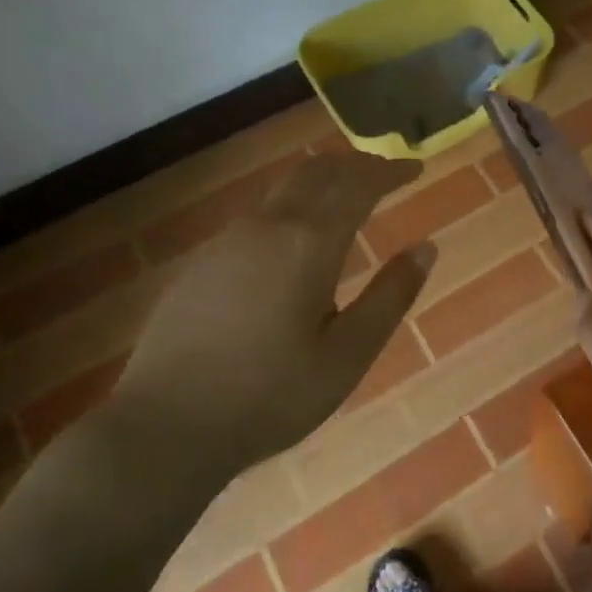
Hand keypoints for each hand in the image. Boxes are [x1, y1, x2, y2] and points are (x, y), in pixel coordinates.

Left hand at [106, 153, 435, 509]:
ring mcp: (229, 240)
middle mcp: (268, 226)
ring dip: (322, 181)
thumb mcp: (347, 355)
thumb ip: (390, 296)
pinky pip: (259, 213)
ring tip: (347, 197)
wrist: (165, 426)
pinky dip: (293, 204)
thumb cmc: (271, 396)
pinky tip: (296, 238)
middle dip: (356, 164)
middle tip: (385, 173)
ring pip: (284, 188)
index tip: (415, 167)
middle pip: (317, 172)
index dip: (390, 170)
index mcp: (309, 243)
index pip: (358, 184)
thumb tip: (426, 247)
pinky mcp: (203, 260)